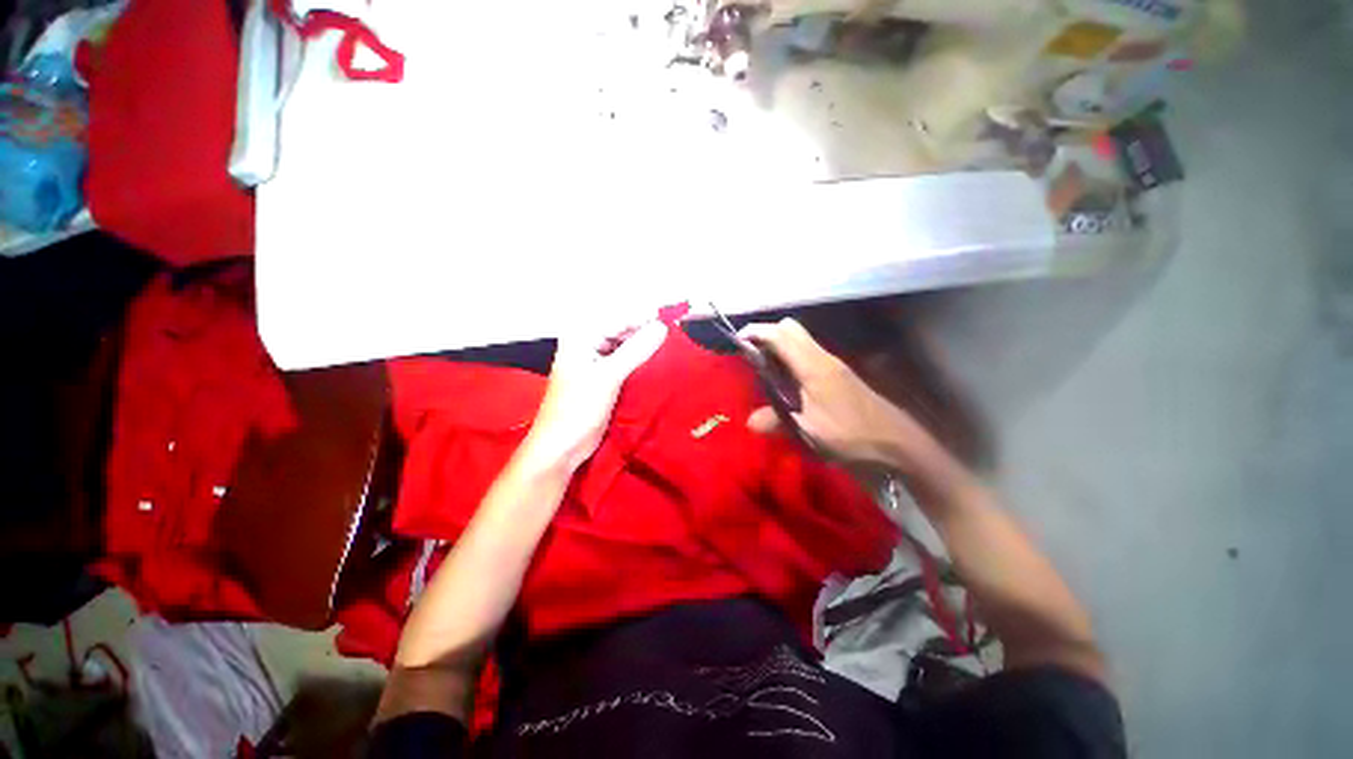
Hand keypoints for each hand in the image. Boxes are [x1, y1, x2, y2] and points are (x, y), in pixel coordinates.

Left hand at [518, 320, 668, 474]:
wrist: (562, 446)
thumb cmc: (578, 408)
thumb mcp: (609, 376)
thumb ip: (635, 350)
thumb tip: (661, 327)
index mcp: (581, 337)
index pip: (619, 318)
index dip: (644, 319)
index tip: (671, 321)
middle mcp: (587, 344)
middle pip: (622, 331)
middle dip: (645, 333)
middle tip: (672, 338)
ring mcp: (595, 362)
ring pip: (625, 347)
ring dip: (644, 349)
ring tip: (668, 351)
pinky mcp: (603, 379)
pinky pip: (625, 363)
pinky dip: (639, 363)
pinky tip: (655, 366)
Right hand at [738, 318, 939, 473]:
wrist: (894, 440)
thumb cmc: (849, 434)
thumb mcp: (808, 431)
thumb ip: (776, 421)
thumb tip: (749, 421)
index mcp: (812, 366)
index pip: (779, 335)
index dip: (756, 332)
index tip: (737, 340)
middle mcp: (821, 356)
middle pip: (790, 328)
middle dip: (767, 333)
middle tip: (751, 356)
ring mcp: (832, 362)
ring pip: (800, 338)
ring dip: (779, 344)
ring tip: (764, 368)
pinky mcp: (837, 371)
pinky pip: (807, 351)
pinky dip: (791, 355)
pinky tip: (786, 380)